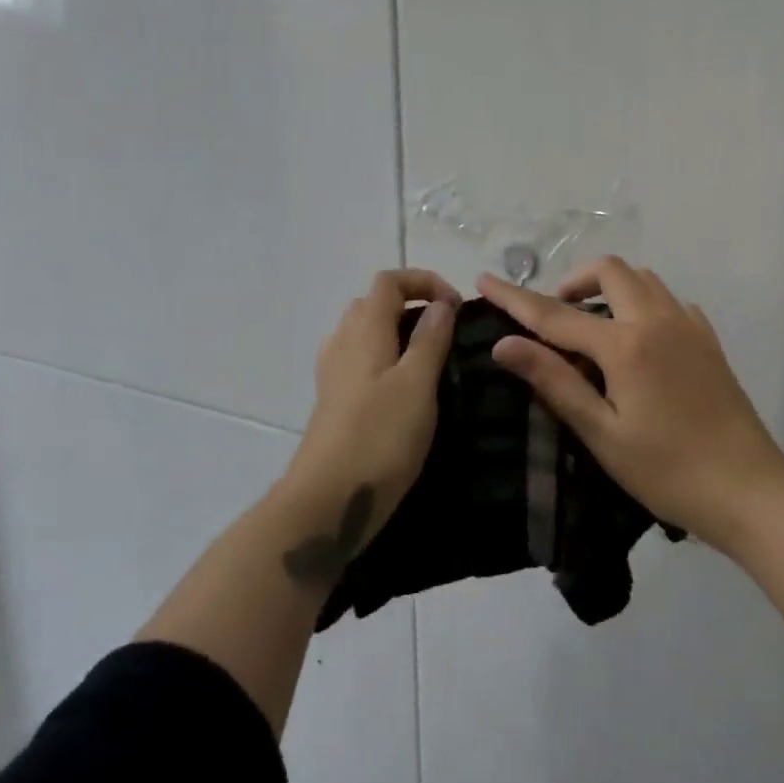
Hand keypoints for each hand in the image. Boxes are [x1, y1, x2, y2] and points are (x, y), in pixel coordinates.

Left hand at [282, 269, 460, 547]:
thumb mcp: (417, 385)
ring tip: (430, 361)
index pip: (389, 281)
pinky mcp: (333, 402)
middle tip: (446, 333)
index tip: (456, 308)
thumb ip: (430, 340)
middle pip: (374, 303)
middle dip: (412, 305)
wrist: (327, 501)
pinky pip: (360, 361)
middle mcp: (343, 343)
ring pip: (365, 333)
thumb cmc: (379, 438)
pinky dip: (385, 359)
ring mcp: (333, 374)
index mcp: (365, 331)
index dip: (424, 281)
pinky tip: (403, 390)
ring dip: (398, 333)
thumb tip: (440, 304)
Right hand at [477, 257, 783, 549]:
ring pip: (643, 280)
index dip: (516, 297)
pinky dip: (644, 304)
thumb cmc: (667, 470)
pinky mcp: (709, 340)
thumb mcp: (602, 433)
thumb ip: (554, 381)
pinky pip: (670, 301)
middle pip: (610, 272)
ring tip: (594, 328)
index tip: (484, 280)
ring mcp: (689, 326)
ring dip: (610, 288)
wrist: (748, 490)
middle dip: (574, 281)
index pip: (556, 313)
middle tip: (555, 316)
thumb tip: (504, 344)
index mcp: (626, 345)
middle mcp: (658, 320)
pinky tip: (639, 340)